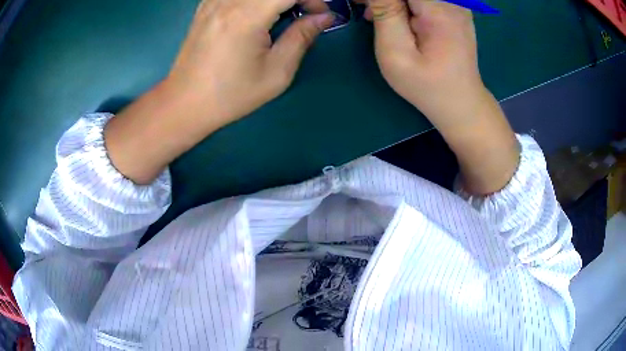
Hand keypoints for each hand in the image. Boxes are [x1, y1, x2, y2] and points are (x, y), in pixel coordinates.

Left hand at [105, 0, 333, 183]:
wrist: (185, 103)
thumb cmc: (231, 95)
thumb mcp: (276, 73)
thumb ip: (302, 37)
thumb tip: (324, 16)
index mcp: (246, 16)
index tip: (320, 14)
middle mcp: (228, 0)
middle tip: (304, 14)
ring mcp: (213, 1)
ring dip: (277, 0)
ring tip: (282, 16)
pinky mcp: (206, 5)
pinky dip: (257, 1)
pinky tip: (259, 15)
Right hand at [360, 0, 519, 193]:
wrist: (461, 103)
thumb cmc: (426, 85)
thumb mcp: (396, 53)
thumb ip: (385, 13)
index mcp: (439, 9)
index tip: (362, 6)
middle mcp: (453, 2)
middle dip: (384, 0)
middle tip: (367, 11)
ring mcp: (456, 5)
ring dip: (393, 2)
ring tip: (376, 14)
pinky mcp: (454, 10)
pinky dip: (405, 4)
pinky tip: (395, 16)